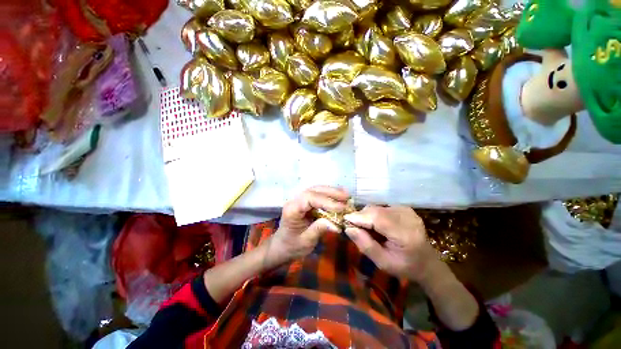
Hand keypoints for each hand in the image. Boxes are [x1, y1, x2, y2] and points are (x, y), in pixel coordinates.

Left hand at [265, 186, 348, 266]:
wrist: (282, 246)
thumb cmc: (292, 246)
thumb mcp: (306, 241)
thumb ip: (319, 229)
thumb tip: (337, 225)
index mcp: (292, 210)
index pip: (309, 199)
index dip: (326, 201)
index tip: (341, 208)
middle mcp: (295, 201)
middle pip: (314, 191)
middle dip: (331, 193)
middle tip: (347, 197)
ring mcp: (300, 199)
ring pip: (316, 190)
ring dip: (332, 192)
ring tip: (346, 196)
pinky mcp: (305, 202)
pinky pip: (318, 194)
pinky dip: (329, 195)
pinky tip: (339, 197)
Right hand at [344, 205, 439, 282]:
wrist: (427, 262)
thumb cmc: (405, 266)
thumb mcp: (382, 263)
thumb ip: (365, 245)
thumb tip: (348, 228)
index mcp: (405, 235)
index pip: (378, 218)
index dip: (359, 217)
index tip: (345, 220)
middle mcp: (407, 218)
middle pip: (376, 210)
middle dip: (361, 217)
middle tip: (355, 228)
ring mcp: (407, 211)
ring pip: (377, 207)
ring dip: (367, 216)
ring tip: (368, 229)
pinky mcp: (404, 208)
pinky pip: (381, 207)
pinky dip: (374, 214)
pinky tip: (377, 225)